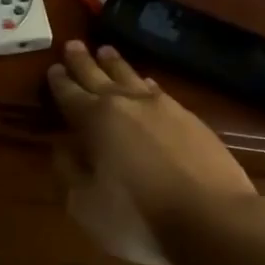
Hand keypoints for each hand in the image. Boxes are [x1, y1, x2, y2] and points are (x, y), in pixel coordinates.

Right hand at [47, 40, 264, 264]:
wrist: (212, 219)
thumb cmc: (138, 217)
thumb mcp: (86, 204)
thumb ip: (71, 172)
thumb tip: (64, 149)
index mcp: (96, 121)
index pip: (70, 95)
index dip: (59, 83)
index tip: (52, 69)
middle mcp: (128, 105)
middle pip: (100, 77)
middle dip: (84, 62)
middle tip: (73, 45)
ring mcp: (164, 108)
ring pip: (132, 78)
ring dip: (116, 65)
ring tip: (107, 52)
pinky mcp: (192, 120)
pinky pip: (159, 91)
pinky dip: (145, 84)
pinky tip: (146, 83)